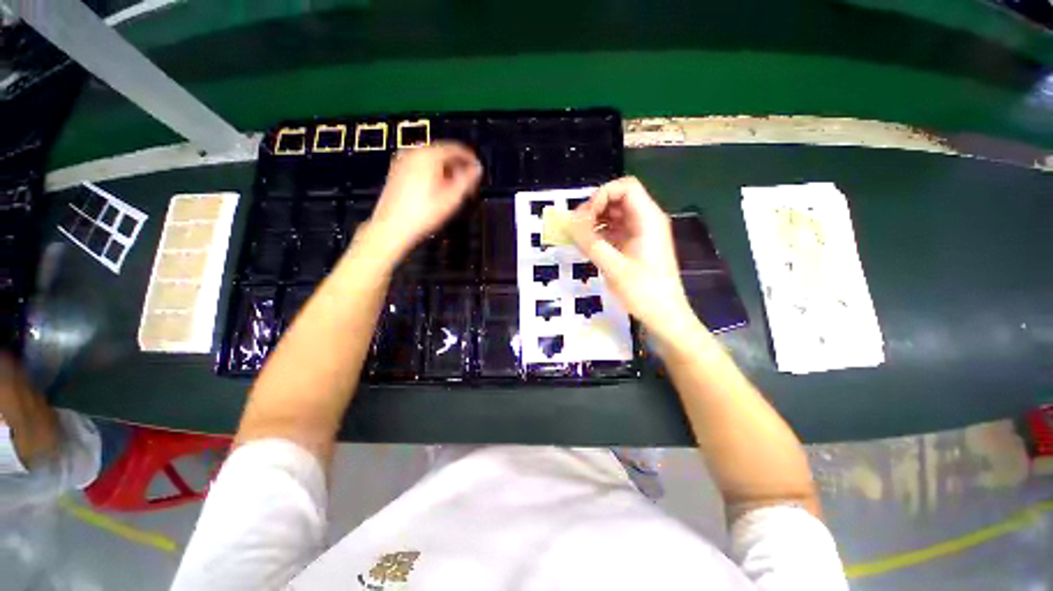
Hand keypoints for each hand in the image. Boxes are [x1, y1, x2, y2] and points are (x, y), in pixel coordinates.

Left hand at [367, 142, 482, 260]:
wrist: (392, 229)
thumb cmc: (424, 214)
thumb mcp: (452, 198)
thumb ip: (468, 180)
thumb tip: (478, 169)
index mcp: (427, 155)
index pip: (455, 148)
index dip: (471, 158)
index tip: (479, 170)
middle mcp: (413, 153)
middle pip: (443, 153)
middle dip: (459, 166)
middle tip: (470, 183)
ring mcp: (402, 162)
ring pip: (432, 160)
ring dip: (447, 171)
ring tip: (456, 189)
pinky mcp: (397, 173)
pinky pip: (422, 167)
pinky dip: (434, 174)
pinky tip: (439, 190)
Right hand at [568, 177, 694, 341]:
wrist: (665, 316)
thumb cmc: (644, 292)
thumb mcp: (613, 267)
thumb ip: (590, 242)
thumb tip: (570, 221)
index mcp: (648, 219)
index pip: (625, 187)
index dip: (602, 195)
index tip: (585, 217)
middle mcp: (646, 220)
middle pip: (619, 198)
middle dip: (595, 208)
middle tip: (577, 228)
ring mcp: (642, 233)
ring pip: (616, 214)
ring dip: (596, 221)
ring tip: (580, 237)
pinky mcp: (636, 245)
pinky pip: (616, 230)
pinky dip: (601, 233)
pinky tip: (589, 246)